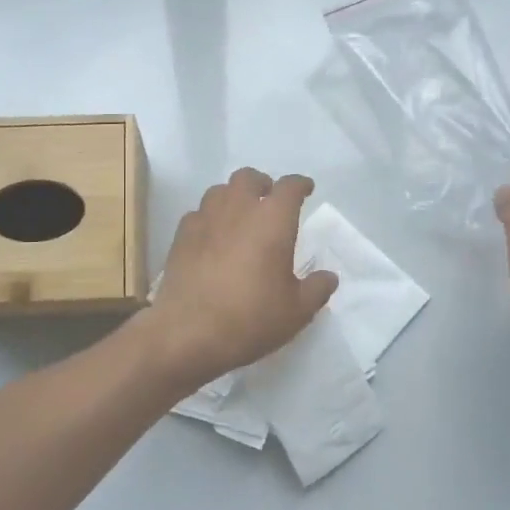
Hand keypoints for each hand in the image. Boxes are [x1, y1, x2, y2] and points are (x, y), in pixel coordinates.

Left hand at [141, 168, 338, 387]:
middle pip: (249, 178)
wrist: (188, 332)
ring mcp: (205, 219)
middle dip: (262, 184)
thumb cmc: (251, 318)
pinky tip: (212, 238)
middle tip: (269, 202)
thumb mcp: (297, 311)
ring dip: (233, 198)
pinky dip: (209, 218)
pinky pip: (198, 214)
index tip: (306, 189)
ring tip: (240, 217)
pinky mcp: (181, 236)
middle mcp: (238, 209)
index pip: (290, 187)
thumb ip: (317, 289)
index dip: (300, 185)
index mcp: (272, 220)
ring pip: (220, 191)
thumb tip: (328, 277)